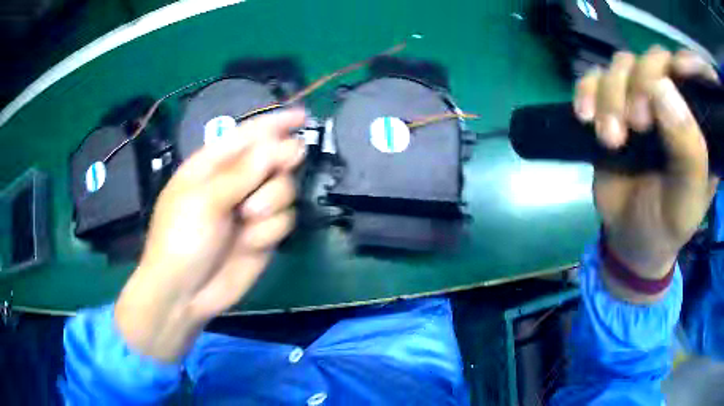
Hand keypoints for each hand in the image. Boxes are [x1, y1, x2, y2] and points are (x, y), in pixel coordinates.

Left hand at [115, 109, 305, 361]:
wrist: (184, 293)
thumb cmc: (181, 237)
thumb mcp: (206, 198)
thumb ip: (245, 171)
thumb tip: (285, 145)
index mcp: (214, 165)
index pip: (249, 134)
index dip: (275, 122)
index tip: (302, 116)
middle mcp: (236, 183)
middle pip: (275, 159)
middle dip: (279, 164)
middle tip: (286, 163)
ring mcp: (251, 210)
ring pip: (285, 190)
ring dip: (271, 202)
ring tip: (247, 219)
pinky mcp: (263, 235)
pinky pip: (284, 221)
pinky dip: (270, 230)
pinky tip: (250, 244)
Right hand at [574, 47, 718, 300]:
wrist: (628, 236)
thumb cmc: (666, 223)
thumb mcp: (686, 200)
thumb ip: (688, 151)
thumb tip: (662, 87)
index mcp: (697, 121)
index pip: (688, 72)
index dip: (675, 66)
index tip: (660, 88)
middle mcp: (671, 100)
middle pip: (651, 60)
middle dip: (638, 87)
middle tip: (635, 126)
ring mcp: (639, 98)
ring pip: (621, 65)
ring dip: (610, 97)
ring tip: (609, 139)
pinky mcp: (612, 104)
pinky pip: (593, 77)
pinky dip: (586, 91)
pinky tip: (585, 117)